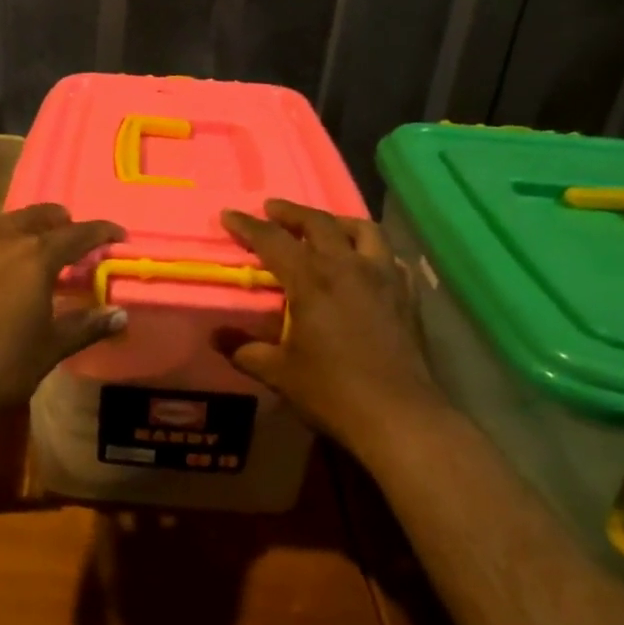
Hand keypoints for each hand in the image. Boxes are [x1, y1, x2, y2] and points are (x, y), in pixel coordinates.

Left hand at [0, 204, 126, 434]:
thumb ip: (86, 326)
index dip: (100, 231)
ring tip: (19, 242)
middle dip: (56, 220)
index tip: (116, 234)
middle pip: (34, 216)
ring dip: (13, 227)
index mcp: (34, 258)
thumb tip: (121, 314)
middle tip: (67, 230)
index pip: (76, 234)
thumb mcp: (49, 350)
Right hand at [217, 199, 441, 456]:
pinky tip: (365, 263)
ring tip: (324, 226)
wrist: (399, 415)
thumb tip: (216, 336)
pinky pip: (390, 257)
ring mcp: (384, 277)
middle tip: (272, 209)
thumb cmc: (332, 391)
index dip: (248, 226)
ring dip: (337, 222)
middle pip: (319, 223)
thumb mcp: (278, 372)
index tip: (229, 214)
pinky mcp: (407, 295)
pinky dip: (371, 250)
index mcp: (312, 280)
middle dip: (291, 212)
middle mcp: (348, 267)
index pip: (273, 240)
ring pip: (363, 230)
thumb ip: (244, 349)